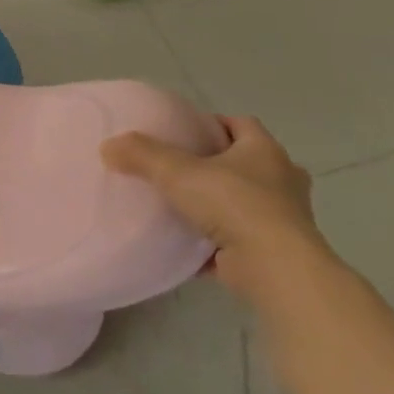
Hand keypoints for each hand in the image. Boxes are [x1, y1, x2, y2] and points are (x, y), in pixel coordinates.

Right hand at [102, 115, 329, 304]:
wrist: (275, 270)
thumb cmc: (234, 204)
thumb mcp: (177, 171)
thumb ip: (141, 155)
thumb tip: (108, 146)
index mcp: (264, 152)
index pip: (242, 124)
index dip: (213, 124)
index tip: (184, 131)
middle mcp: (282, 181)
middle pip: (249, 164)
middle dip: (220, 165)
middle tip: (184, 169)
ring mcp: (284, 220)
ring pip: (248, 204)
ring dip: (222, 206)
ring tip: (183, 206)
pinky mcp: (277, 253)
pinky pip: (242, 241)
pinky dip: (219, 243)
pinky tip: (189, 246)